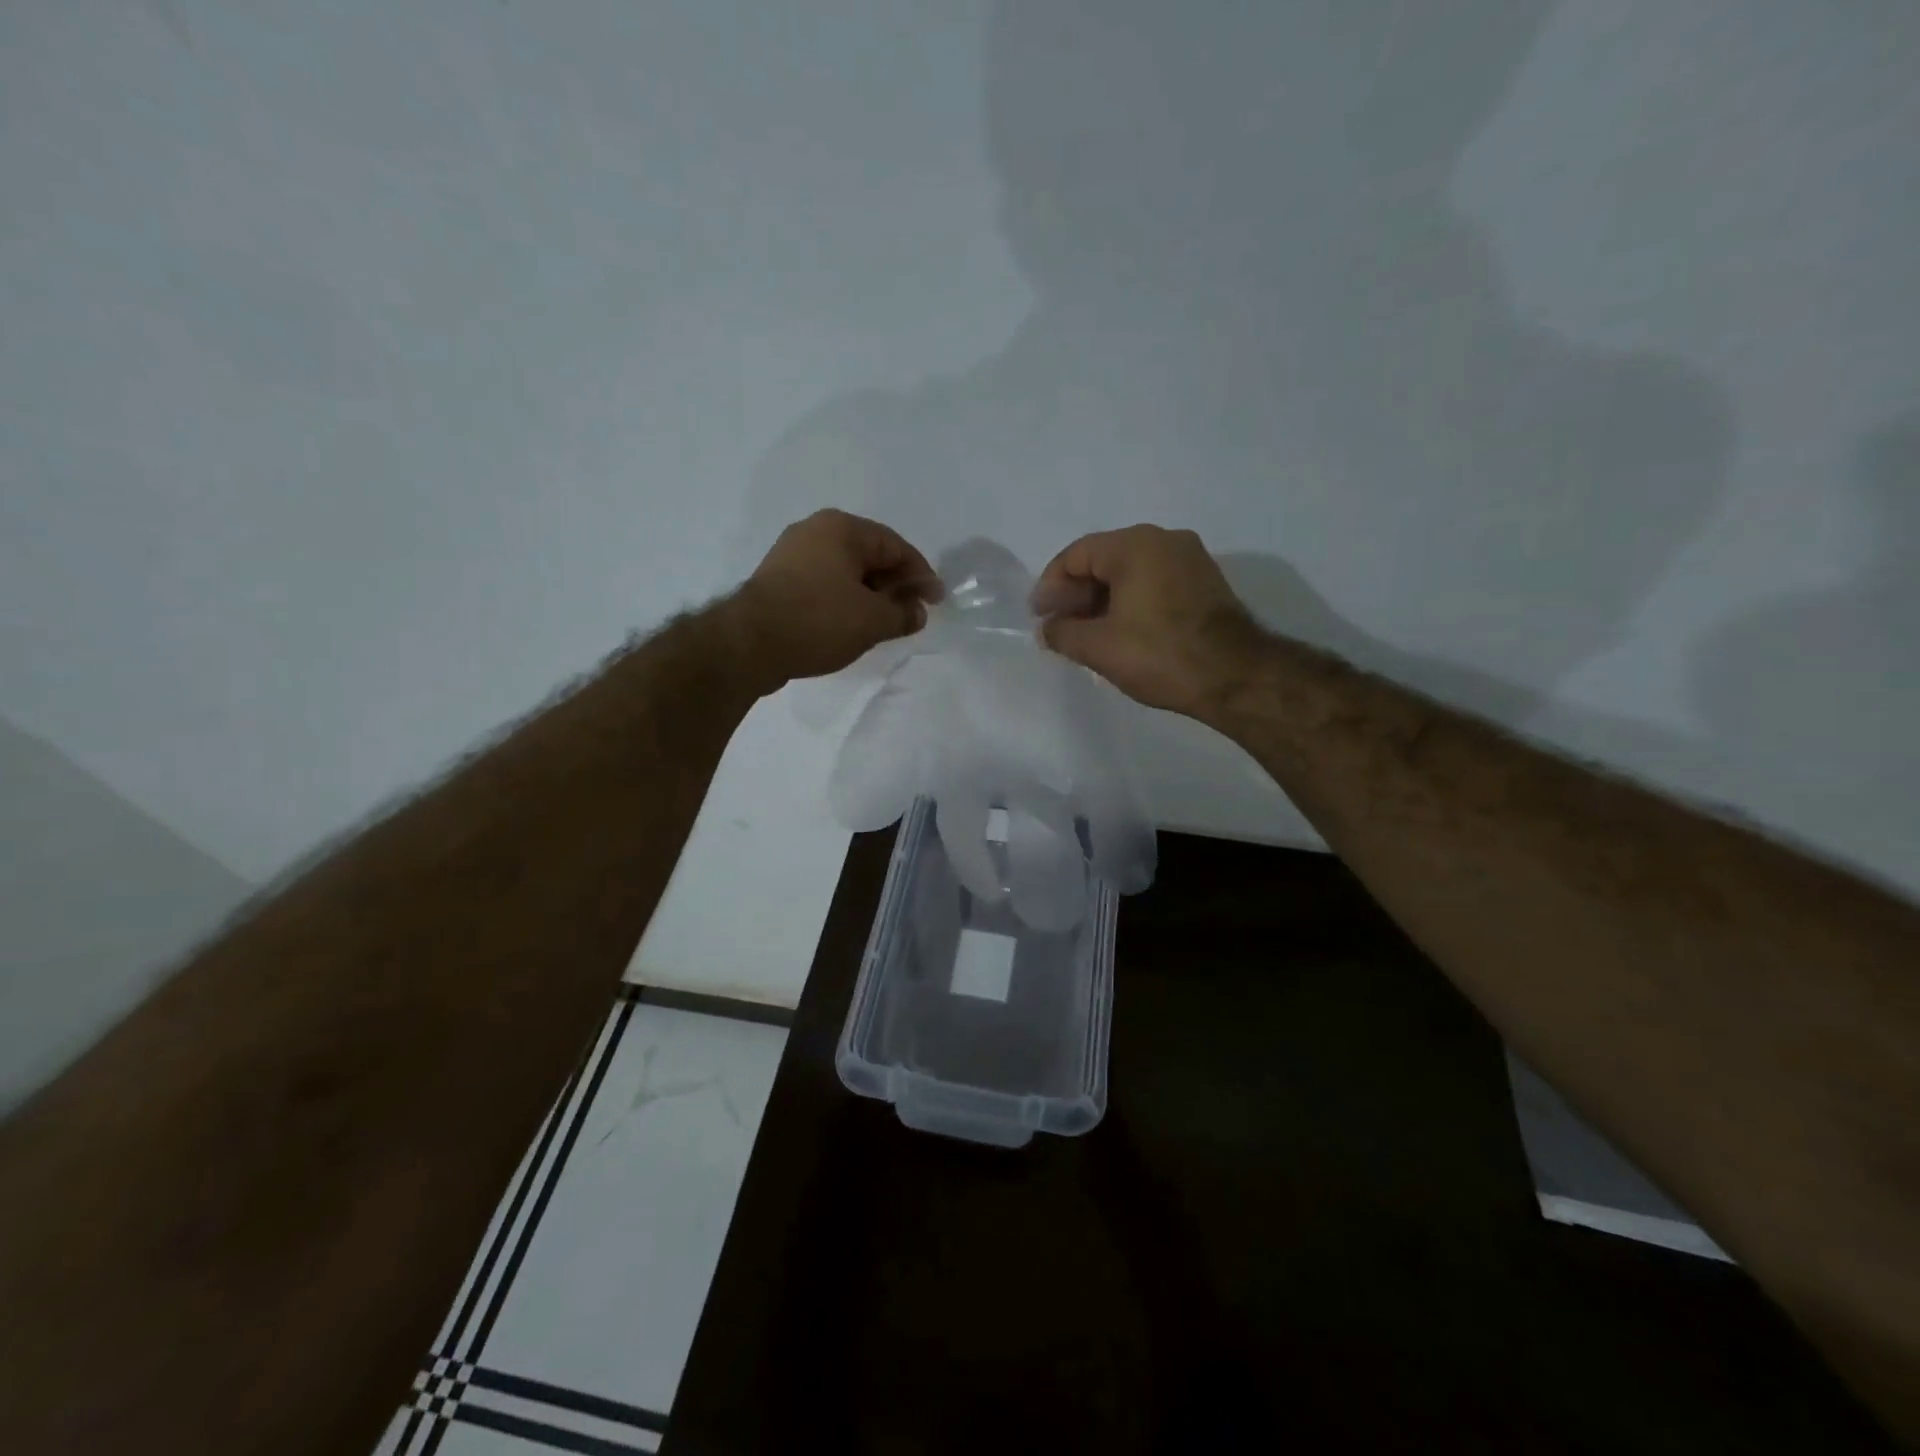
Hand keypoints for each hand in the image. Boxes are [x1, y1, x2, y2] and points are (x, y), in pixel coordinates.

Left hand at [731, 510, 941, 687]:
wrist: (748, 644)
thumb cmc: (818, 621)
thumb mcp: (872, 621)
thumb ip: (903, 614)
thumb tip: (917, 612)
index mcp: (841, 528)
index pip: (895, 546)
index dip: (920, 575)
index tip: (936, 601)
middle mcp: (815, 530)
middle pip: (869, 555)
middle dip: (894, 584)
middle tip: (911, 613)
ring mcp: (791, 554)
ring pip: (845, 571)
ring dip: (869, 595)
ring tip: (884, 623)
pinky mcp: (777, 579)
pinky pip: (824, 583)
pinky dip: (844, 600)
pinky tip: (851, 624)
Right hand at [1031, 525, 1265, 718]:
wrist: (1235, 677)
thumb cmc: (1160, 655)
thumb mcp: (1099, 647)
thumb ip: (1062, 633)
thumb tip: (1048, 629)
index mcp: (1135, 545)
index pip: (1076, 555)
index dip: (1051, 586)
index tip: (1040, 618)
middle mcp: (1164, 540)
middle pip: (1104, 559)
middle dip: (1077, 593)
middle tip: (1060, 627)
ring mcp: (1190, 559)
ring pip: (1131, 572)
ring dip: (1102, 599)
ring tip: (1086, 634)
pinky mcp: (1206, 582)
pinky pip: (1154, 582)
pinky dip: (1131, 601)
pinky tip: (1120, 631)